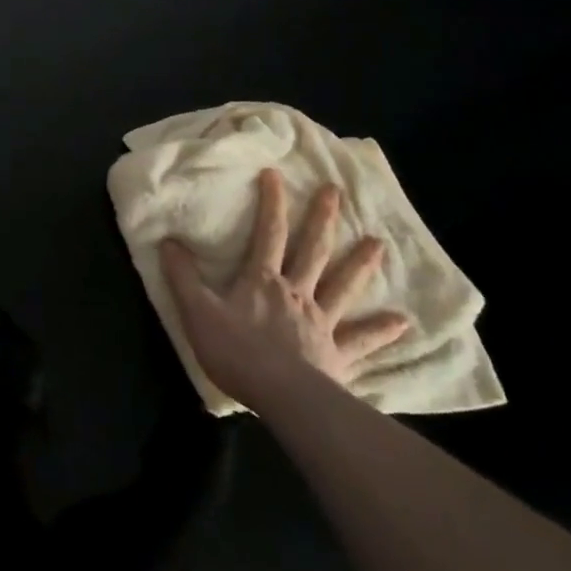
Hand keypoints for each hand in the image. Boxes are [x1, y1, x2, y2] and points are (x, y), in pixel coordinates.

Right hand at [159, 168, 409, 399]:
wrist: (282, 396)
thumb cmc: (236, 351)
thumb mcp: (197, 311)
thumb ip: (182, 276)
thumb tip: (167, 241)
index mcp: (262, 279)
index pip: (268, 232)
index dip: (272, 202)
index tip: (276, 173)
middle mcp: (296, 292)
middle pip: (312, 249)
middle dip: (322, 219)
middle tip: (335, 191)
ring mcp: (321, 322)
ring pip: (342, 286)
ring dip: (360, 264)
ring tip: (379, 243)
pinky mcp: (337, 354)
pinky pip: (362, 340)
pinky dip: (382, 330)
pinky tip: (403, 322)